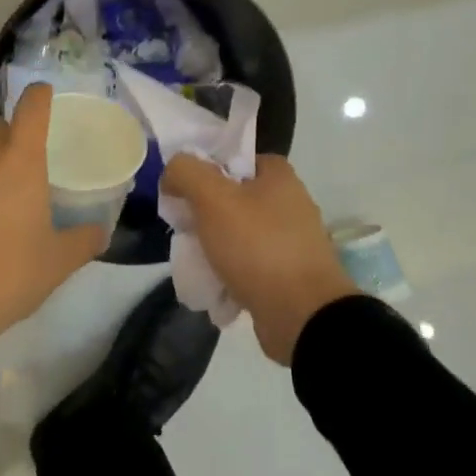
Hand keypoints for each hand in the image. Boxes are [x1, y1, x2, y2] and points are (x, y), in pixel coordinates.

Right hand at [161, 154, 356, 364]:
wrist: (302, 315)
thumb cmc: (257, 246)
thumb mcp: (213, 198)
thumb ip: (186, 172)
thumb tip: (172, 173)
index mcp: (279, 177)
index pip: (234, 159)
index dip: (204, 171)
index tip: (182, 193)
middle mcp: (290, 203)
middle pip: (233, 198)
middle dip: (205, 214)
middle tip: (184, 230)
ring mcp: (292, 242)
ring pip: (239, 234)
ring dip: (215, 247)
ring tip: (195, 262)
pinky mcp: (289, 275)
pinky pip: (250, 265)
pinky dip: (230, 274)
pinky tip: (213, 285)